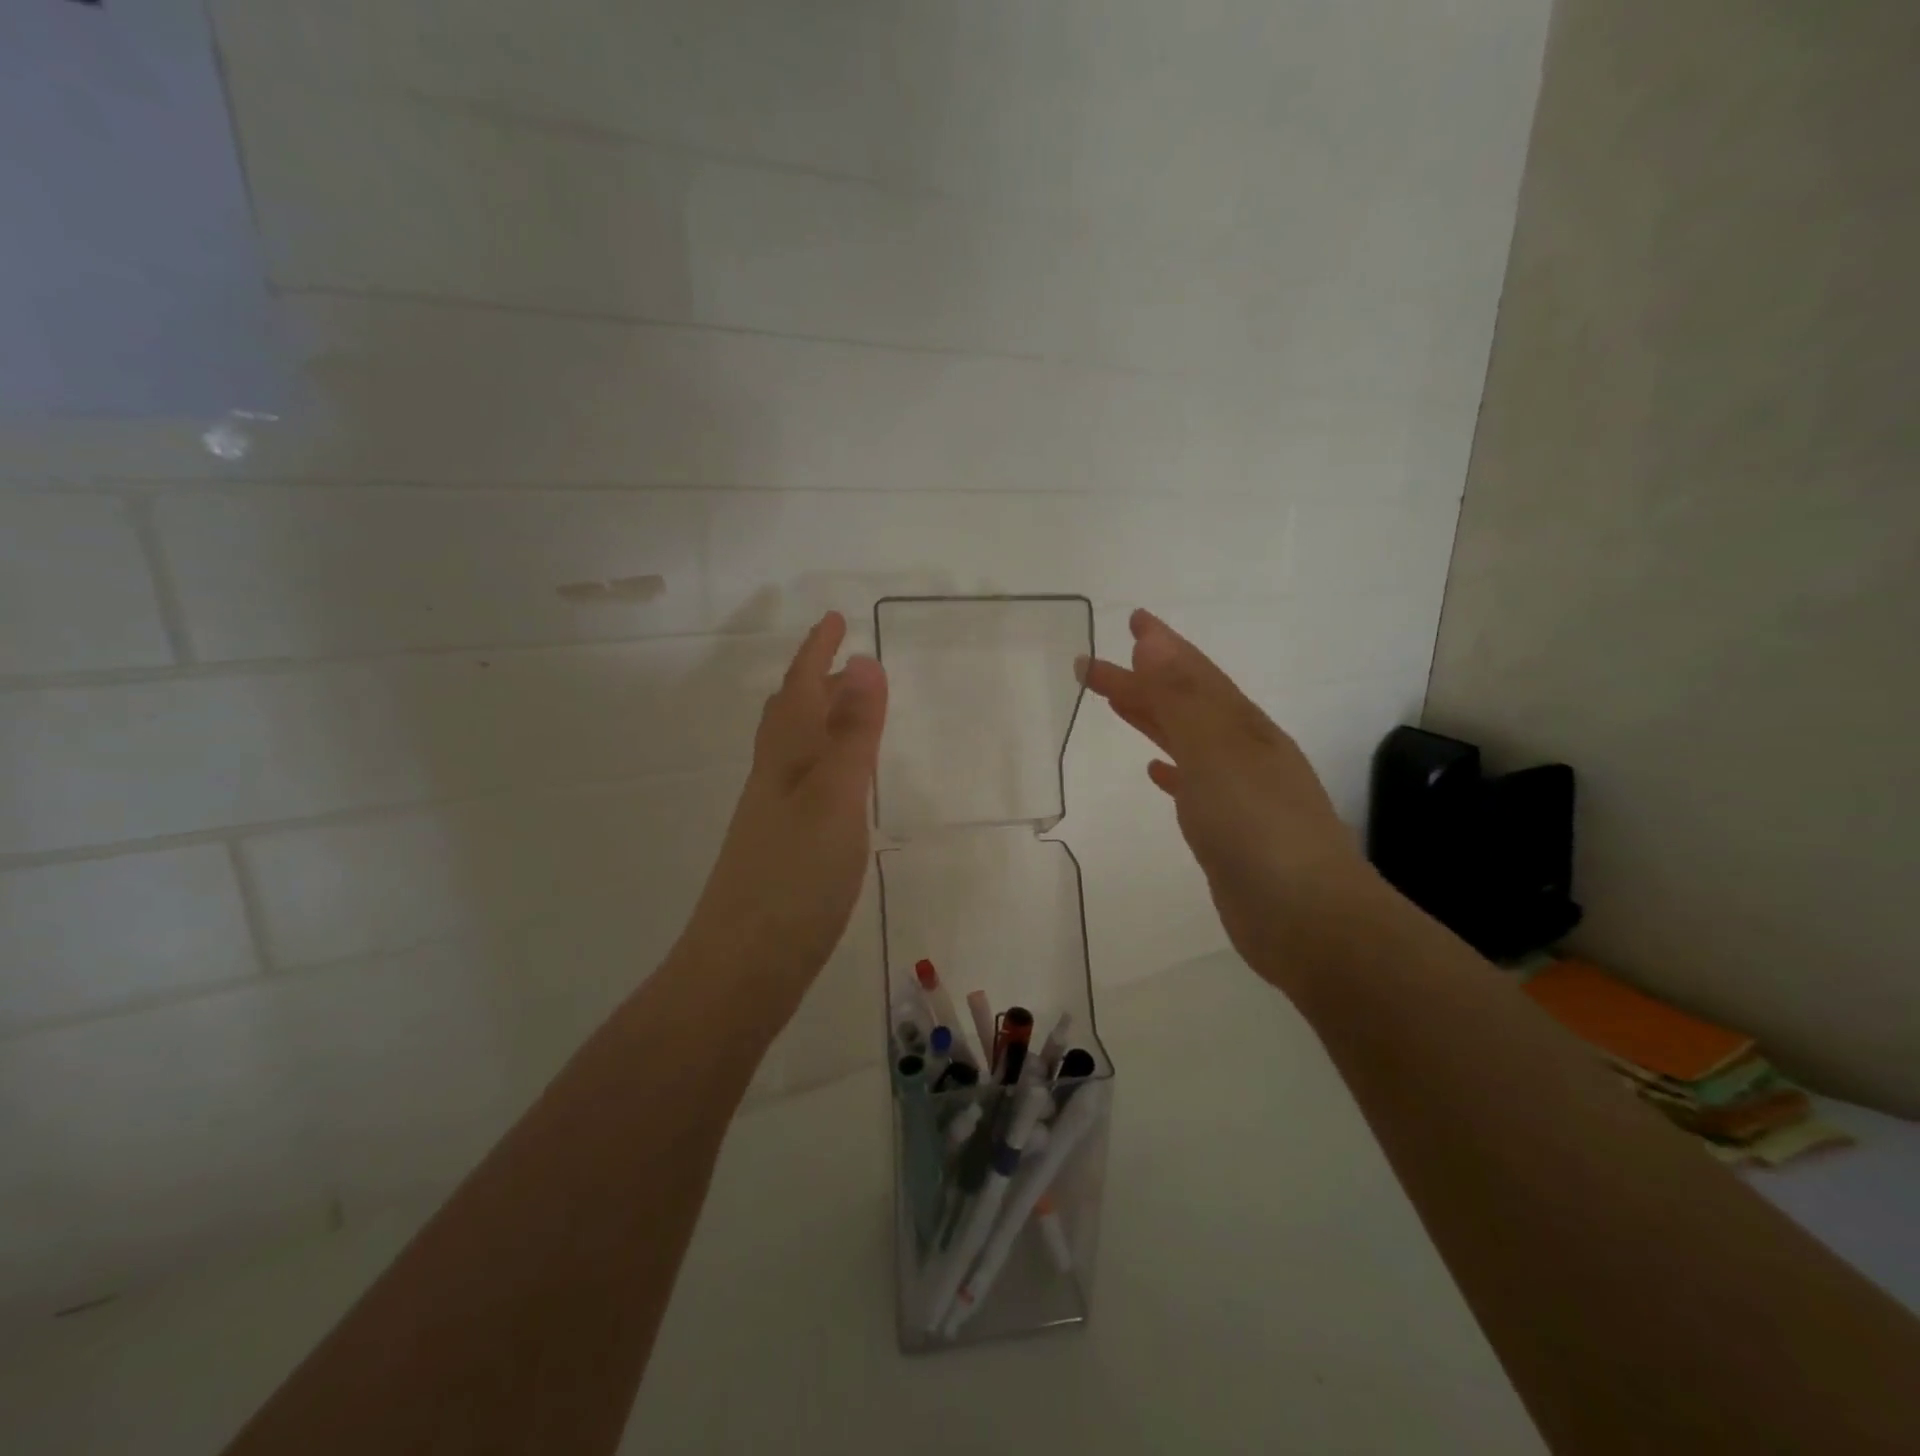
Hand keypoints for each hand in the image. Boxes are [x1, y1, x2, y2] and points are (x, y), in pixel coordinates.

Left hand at [679, 612, 887, 1014]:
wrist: (743, 967)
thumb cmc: (795, 877)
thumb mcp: (835, 798)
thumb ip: (853, 734)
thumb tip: (863, 661)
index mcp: (785, 759)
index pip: (800, 689)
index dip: (817, 651)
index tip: (836, 618)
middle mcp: (773, 781)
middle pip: (789, 717)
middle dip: (815, 682)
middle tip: (844, 662)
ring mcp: (772, 818)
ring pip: (793, 753)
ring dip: (818, 723)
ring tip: (846, 714)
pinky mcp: (780, 852)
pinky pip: (802, 788)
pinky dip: (822, 767)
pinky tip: (837, 790)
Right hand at [1085, 609, 1368, 994]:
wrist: (1306, 918)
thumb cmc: (1258, 827)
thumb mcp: (1216, 752)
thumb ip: (1182, 699)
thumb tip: (1153, 643)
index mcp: (1242, 727)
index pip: (1194, 675)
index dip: (1162, 647)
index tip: (1131, 621)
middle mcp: (1243, 752)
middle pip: (1184, 704)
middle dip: (1143, 681)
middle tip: (1096, 666)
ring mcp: (1239, 793)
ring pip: (1186, 741)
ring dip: (1153, 719)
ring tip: (1119, 704)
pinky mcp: (1229, 832)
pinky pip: (1192, 786)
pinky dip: (1171, 770)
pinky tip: (1155, 772)